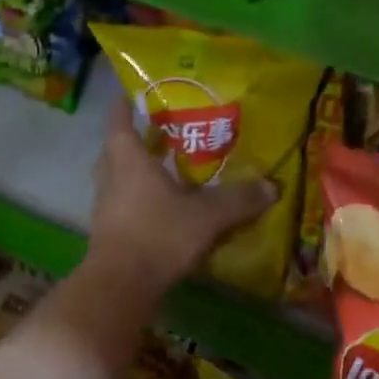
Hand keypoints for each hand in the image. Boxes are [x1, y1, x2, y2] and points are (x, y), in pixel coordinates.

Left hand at [84, 97, 274, 296]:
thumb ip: (240, 199)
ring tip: (167, 168)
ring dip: (137, 171)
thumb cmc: (159, 234)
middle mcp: (111, 176)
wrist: (120, 286)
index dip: (128, 102)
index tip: (139, 92)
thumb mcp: (208, 215)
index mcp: (128, 158)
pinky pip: (123, 203)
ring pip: (118, 177)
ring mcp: (105, 205)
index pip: (120, 117)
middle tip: (164, 132)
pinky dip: (139, 199)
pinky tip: (164, 207)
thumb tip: (273, 186)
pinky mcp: (108, 231)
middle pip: (117, 148)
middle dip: (138, 138)